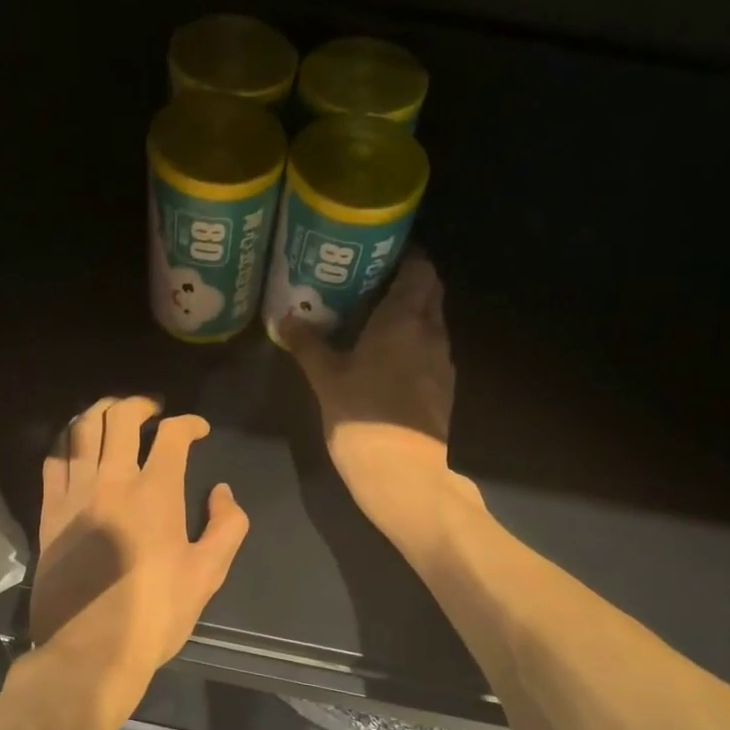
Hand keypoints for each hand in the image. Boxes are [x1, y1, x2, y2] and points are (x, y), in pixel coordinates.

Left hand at [26, 397, 249, 729]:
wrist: (90, 649)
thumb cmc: (156, 614)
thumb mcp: (208, 574)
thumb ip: (227, 526)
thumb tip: (222, 492)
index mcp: (156, 493)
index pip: (172, 435)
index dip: (189, 424)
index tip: (198, 430)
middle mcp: (112, 481)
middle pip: (120, 418)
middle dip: (140, 404)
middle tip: (153, 412)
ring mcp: (75, 494)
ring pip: (81, 429)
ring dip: (100, 412)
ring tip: (112, 415)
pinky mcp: (48, 512)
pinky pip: (53, 460)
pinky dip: (67, 442)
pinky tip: (76, 446)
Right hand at [283, 252, 458, 537]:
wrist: (403, 474)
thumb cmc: (362, 416)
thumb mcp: (326, 378)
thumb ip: (308, 344)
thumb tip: (286, 317)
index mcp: (405, 320)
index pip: (420, 270)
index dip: (406, 257)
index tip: (380, 256)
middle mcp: (432, 333)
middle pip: (430, 293)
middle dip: (408, 284)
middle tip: (371, 285)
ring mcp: (442, 363)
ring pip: (432, 324)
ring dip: (411, 317)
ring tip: (375, 321)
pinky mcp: (444, 390)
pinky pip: (430, 352)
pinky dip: (413, 345)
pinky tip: (387, 360)